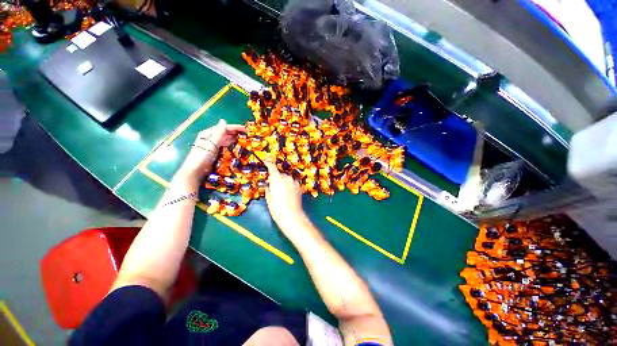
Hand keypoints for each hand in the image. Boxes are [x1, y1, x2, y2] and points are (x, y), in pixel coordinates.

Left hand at [175, 119, 245, 185]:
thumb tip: (223, 121)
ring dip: (233, 138)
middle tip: (246, 134)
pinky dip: (230, 145)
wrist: (196, 171)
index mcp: (208, 133)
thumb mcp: (212, 143)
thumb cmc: (203, 156)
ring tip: (243, 139)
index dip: (234, 128)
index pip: (223, 128)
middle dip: (235, 133)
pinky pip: (224, 146)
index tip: (245, 129)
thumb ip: (219, 133)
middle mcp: (210, 138)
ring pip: (225, 139)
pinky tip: (236, 146)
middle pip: (225, 133)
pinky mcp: (215, 152)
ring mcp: (212, 145)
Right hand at [263, 159, 304, 229]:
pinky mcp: (299, 187)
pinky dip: (290, 185)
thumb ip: (268, 189)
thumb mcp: (269, 199)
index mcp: (277, 179)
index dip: (269, 162)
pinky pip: (292, 183)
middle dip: (277, 178)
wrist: (292, 216)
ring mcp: (294, 182)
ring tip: (282, 192)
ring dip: (284, 182)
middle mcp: (287, 178)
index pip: (272, 167)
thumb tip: (268, 186)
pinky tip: (288, 194)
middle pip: (280, 174)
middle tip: (273, 186)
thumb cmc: (277, 208)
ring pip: (287, 178)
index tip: (266, 160)